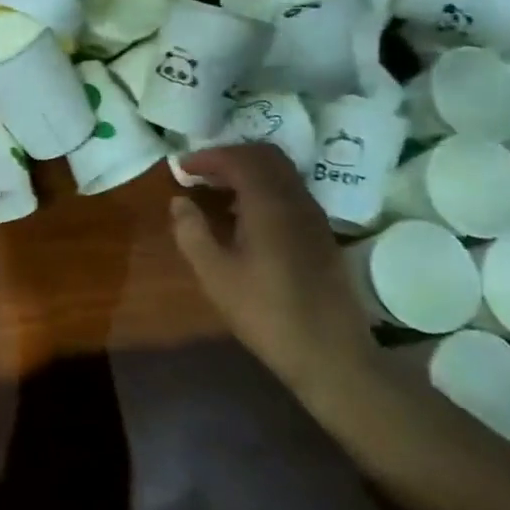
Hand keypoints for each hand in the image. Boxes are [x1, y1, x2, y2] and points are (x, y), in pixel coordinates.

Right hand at [169, 144, 377, 386]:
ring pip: (281, 173)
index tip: (181, 167)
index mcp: (269, 205)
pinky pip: (290, 192)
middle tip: (199, 173)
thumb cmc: (264, 312)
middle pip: (266, 157)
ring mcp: (314, 217)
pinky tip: (244, 217)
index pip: (240, 159)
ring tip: (216, 192)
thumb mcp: (215, 274)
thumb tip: (180, 201)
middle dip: (230, 157)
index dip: (208, 157)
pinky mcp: (321, 234)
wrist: (329, 352)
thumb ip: (192, 232)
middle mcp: (297, 200)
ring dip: (248, 172)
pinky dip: (263, 189)